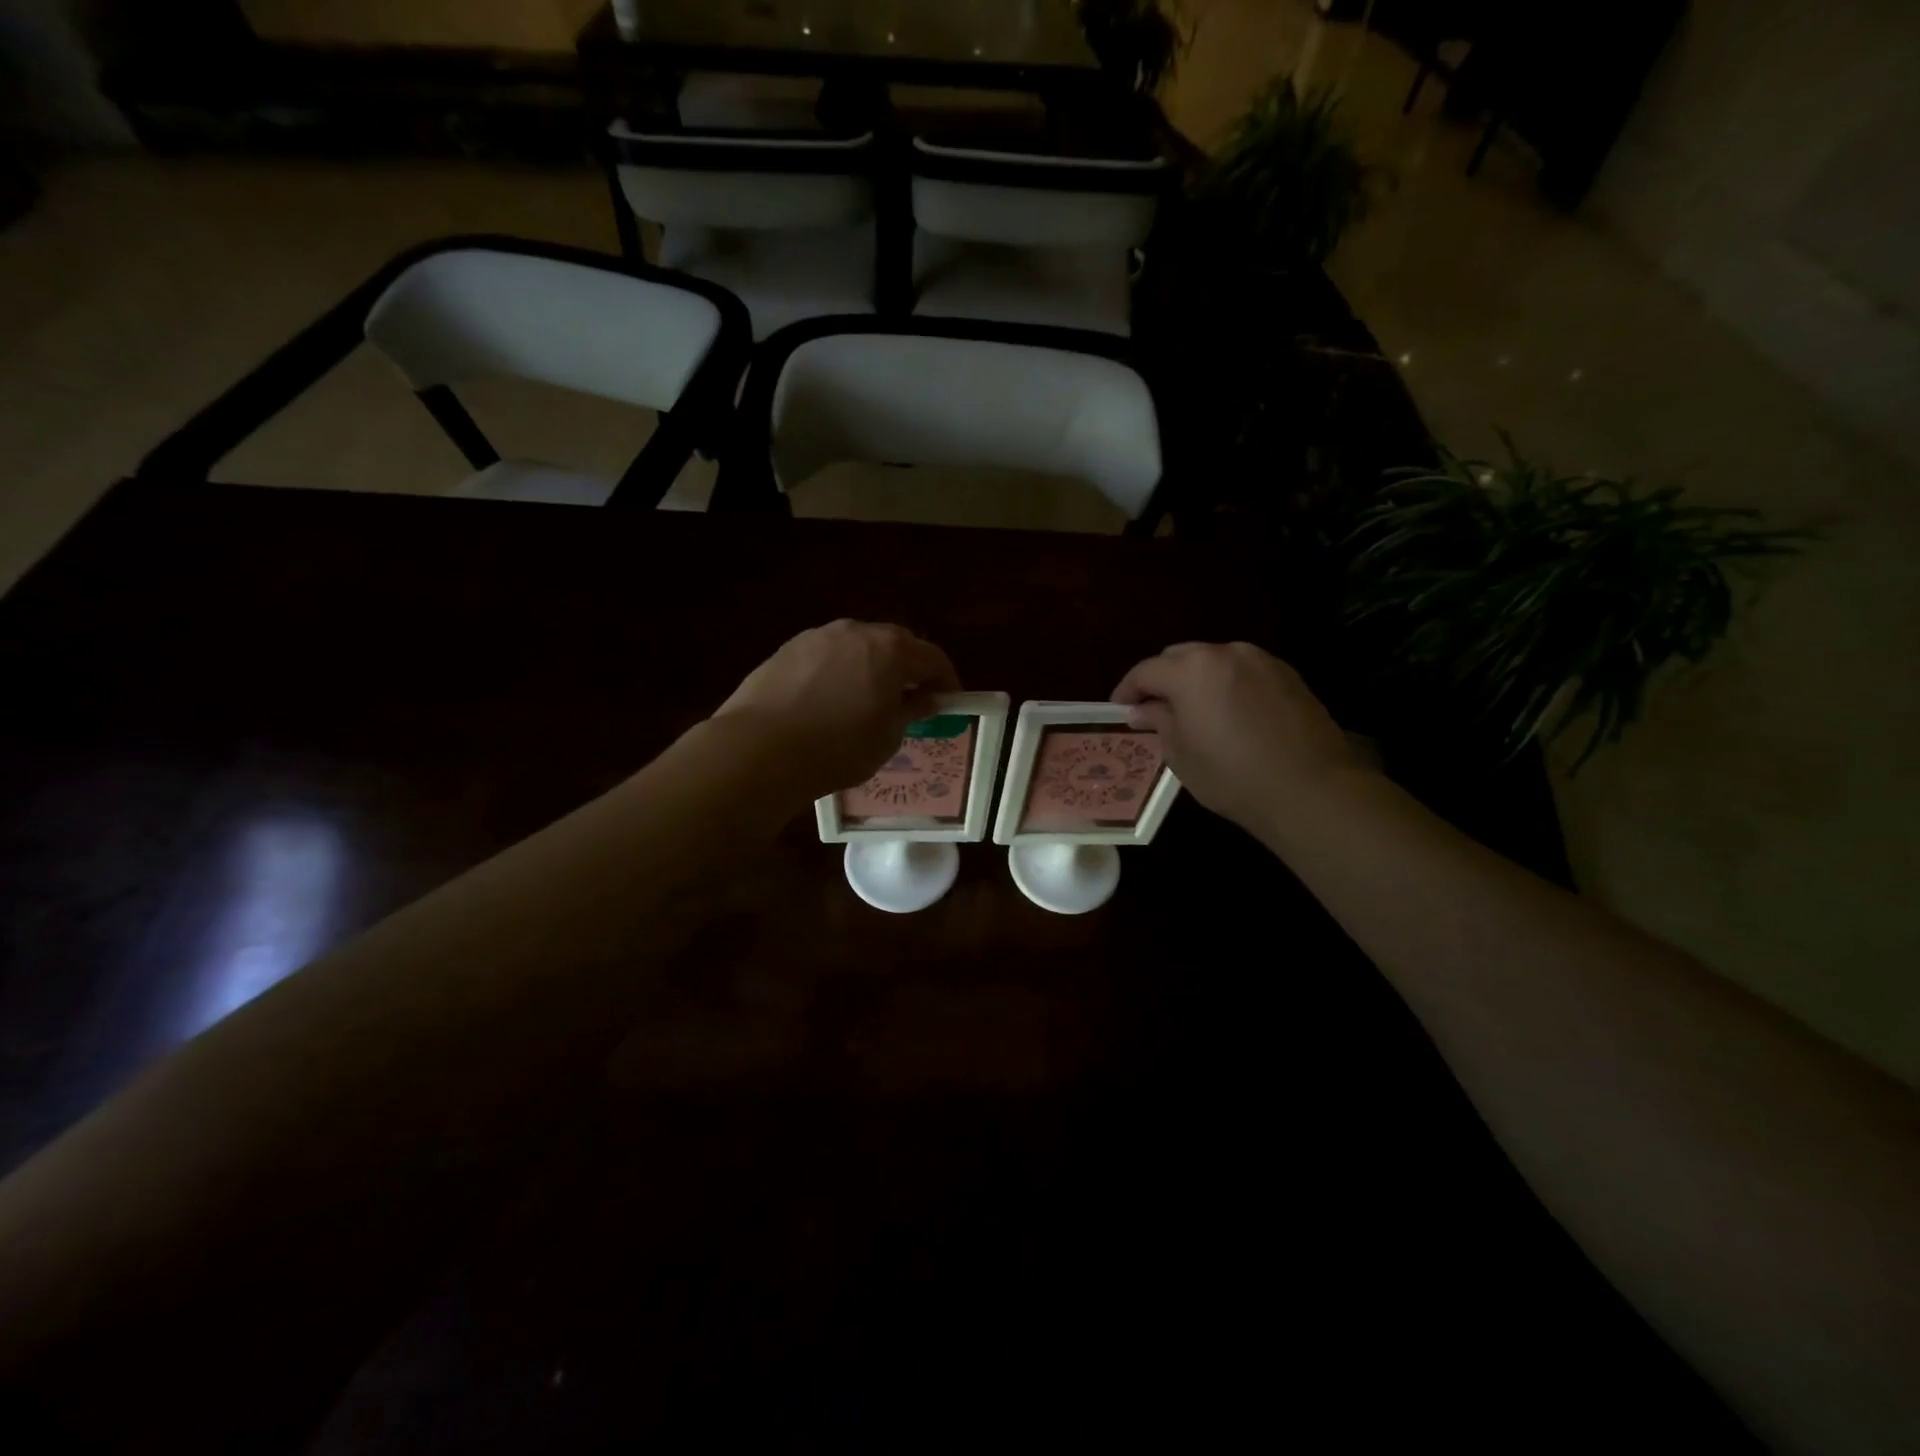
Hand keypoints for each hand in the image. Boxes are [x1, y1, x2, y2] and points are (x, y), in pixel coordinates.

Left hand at [714, 620, 960, 799]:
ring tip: (869, 698)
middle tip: (912, 697)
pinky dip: (840, 670)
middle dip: (910, 667)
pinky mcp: (788, 649)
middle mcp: (856, 632)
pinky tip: (831, 699)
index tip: (949, 701)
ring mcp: (818, 636)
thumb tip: (926, 698)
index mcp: (891, 650)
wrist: (760, 748)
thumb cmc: (838, 747)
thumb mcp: (887, 737)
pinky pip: (828, 655)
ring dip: (872, 665)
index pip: (933, 657)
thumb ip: (911, 710)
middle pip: (896, 642)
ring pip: (858, 645)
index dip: (946, 680)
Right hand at [1112, 642, 1366, 837]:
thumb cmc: (1232, 775)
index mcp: (1190, 670)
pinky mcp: (1287, 674)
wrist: (1310, 789)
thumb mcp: (1180, 754)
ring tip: (1193, 710)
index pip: (1145, 671)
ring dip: (1196, 679)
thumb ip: (1158, 722)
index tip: (1119, 710)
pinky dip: (1227, 684)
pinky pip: (1243, 671)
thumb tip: (1144, 710)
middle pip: (1179, 657)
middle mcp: (1224, 652)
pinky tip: (1229, 713)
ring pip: (1213, 660)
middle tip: (1154, 709)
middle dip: (1161, 679)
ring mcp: (1260, 660)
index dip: (1127, 691)